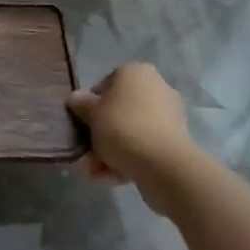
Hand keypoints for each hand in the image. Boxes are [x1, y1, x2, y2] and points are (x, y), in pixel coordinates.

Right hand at [68, 63, 197, 214]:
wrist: (163, 165)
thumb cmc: (123, 127)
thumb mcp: (92, 113)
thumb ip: (81, 104)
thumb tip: (75, 98)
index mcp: (136, 72)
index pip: (105, 85)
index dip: (90, 106)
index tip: (82, 124)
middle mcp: (155, 88)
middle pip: (118, 111)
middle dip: (100, 134)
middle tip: (86, 153)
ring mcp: (167, 116)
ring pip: (130, 132)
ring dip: (109, 151)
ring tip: (94, 172)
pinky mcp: (174, 142)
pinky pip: (143, 147)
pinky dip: (127, 160)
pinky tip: (110, 178)